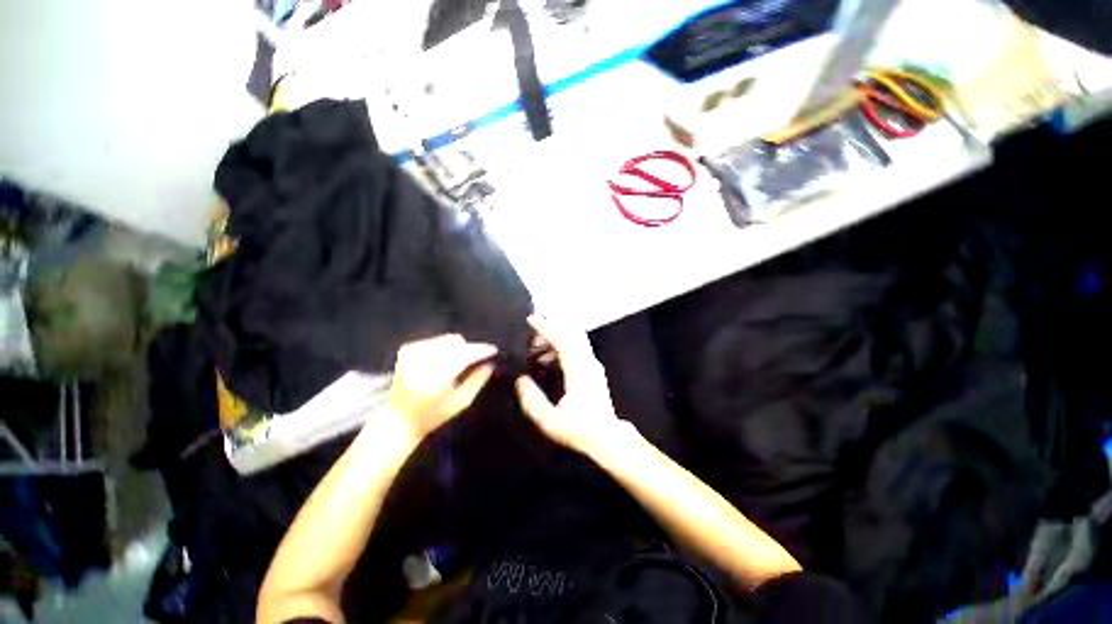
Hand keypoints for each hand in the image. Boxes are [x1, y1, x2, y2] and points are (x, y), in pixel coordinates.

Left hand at [387, 334, 496, 442]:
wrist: (398, 418)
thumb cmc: (432, 415)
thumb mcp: (460, 403)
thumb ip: (477, 381)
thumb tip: (490, 364)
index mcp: (437, 376)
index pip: (465, 354)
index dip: (481, 350)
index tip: (494, 349)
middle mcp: (424, 360)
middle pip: (457, 343)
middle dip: (471, 348)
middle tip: (478, 357)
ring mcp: (413, 352)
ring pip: (447, 339)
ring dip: (458, 347)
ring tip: (462, 359)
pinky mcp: (407, 349)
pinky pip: (435, 340)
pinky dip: (445, 346)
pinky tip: (446, 357)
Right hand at [515, 316, 626, 455]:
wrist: (607, 438)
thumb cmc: (579, 431)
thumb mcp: (550, 422)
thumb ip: (532, 401)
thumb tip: (521, 380)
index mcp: (579, 371)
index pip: (563, 340)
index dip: (546, 328)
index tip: (531, 319)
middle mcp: (588, 363)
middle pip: (571, 334)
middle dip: (550, 328)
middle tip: (531, 334)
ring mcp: (593, 365)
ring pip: (574, 340)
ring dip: (555, 338)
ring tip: (535, 349)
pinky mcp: (593, 369)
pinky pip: (576, 349)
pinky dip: (560, 347)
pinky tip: (547, 361)